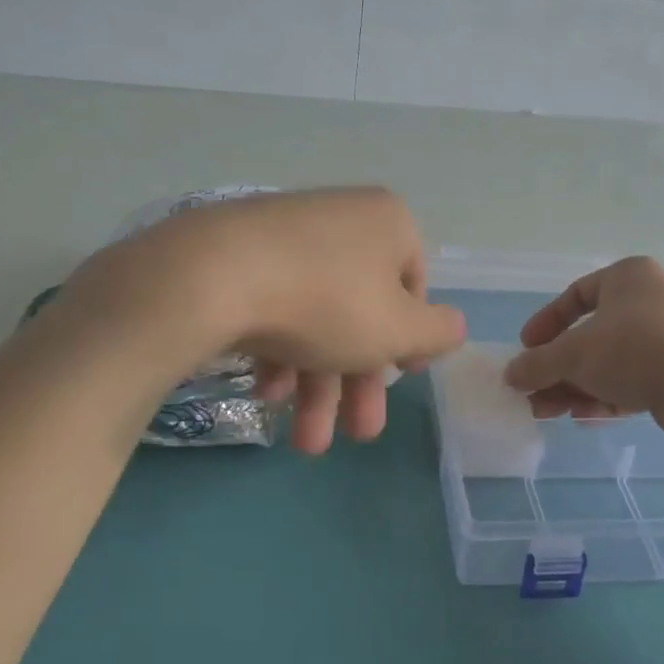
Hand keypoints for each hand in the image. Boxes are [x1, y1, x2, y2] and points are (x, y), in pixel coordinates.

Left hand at [64, 187, 465, 452]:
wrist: (211, 276)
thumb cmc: (327, 302)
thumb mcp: (399, 329)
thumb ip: (438, 333)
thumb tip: (452, 328)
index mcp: (387, 223)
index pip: (413, 287)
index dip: (409, 341)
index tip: (399, 381)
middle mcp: (341, 220)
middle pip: (361, 312)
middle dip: (359, 384)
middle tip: (358, 436)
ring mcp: (286, 236)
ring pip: (317, 317)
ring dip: (317, 385)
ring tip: (304, 443)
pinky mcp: (239, 256)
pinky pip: (275, 307)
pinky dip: (279, 354)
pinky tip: (268, 395)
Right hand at [502, 257, 663, 429]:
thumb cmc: (633, 351)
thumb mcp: (573, 354)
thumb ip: (537, 364)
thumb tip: (511, 375)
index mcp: (628, 276)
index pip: (575, 295)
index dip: (546, 324)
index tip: (527, 348)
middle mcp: (651, 299)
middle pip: (590, 335)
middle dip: (558, 368)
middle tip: (534, 393)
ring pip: (610, 361)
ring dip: (576, 386)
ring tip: (549, 413)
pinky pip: (633, 379)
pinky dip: (606, 396)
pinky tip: (583, 418)